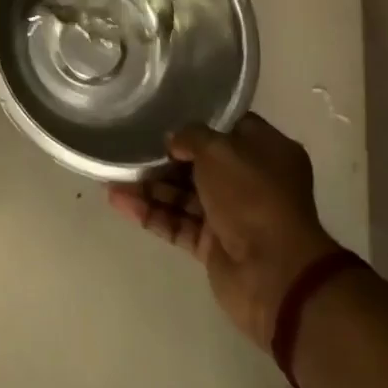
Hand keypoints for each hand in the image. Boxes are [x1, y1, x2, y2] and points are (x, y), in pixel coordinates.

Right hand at [108, 115, 337, 350]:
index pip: (229, 127)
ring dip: (150, 186)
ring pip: (184, 194)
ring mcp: (232, 215)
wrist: (274, 273)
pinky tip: (119, 201)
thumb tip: (173, 141)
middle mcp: (251, 181)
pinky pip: (177, 222)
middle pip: (201, 163)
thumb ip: (191, 136)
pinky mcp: (213, 245)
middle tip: (129, 145)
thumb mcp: (219, 149)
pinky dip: (150, 212)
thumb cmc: (252, 196)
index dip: (198, 122)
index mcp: (266, 152)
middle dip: (164, 157)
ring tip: (112, 175)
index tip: (165, 114)